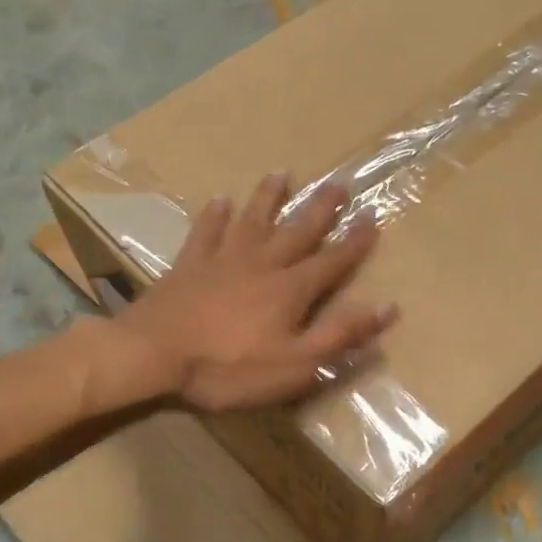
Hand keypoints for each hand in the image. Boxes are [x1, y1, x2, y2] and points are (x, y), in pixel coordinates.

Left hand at [114, 173, 397, 411]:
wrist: (153, 355)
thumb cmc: (229, 368)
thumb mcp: (295, 364)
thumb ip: (339, 335)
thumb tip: (387, 307)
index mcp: (290, 290)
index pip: (332, 261)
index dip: (355, 242)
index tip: (372, 217)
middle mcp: (261, 264)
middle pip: (297, 230)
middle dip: (321, 208)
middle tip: (339, 182)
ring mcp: (222, 260)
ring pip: (252, 220)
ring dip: (269, 197)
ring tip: (282, 173)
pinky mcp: (188, 265)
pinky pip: (205, 232)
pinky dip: (214, 216)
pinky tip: (220, 201)